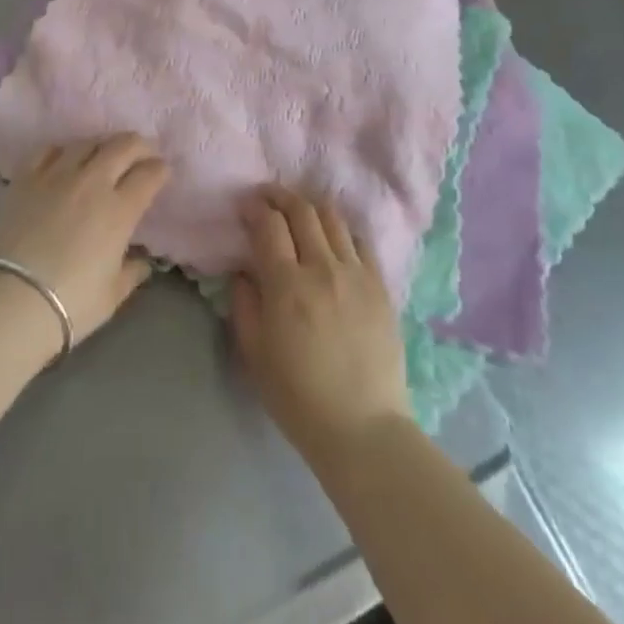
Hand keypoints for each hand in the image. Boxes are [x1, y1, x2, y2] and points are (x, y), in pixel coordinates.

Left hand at [0, 135, 169, 347]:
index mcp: (120, 209)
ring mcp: (57, 176)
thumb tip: (142, 261)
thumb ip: (132, 272)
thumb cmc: (70, 304)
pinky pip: (49, 150)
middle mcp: (92, 182)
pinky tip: (65, 159)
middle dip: (139, 145)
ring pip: (87, 142)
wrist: (10, 301)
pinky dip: (64, 151)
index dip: (161, 169)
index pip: (149, 174)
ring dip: (103, 145)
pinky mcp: (26, 178)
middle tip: (143, 153)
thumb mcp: (112, 294)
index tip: (163, 172)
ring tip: (105, 154)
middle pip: (123, 146)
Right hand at [230, 186, 410, 459]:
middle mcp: (322, 268)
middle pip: (302, 210)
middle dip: (280, 196)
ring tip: (300, 210)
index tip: (246, 206)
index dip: (255, 208)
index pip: (269, 225)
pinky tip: (333, 237)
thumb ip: (243, 303)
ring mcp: (356, 274)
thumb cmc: (298, 397)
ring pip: (333, 218)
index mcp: (287, 286)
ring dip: (311, 206)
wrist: (362, 428)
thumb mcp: (254, 354)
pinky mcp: (380, 285)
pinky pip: (360, 241)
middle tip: (268, 197)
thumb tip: (243, 269)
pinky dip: (341, 230)